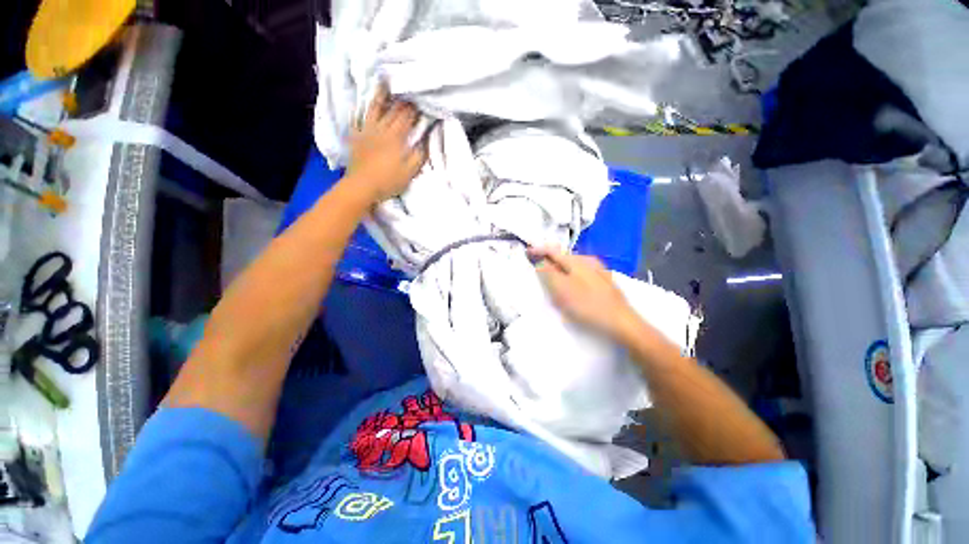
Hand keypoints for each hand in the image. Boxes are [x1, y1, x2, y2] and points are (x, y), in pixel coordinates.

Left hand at [346, 84, 427, 202]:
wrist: (362, 186)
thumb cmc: (389, 181)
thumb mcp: (409, 172)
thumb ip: (418, 155)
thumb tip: (425, 141)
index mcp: (395, 138)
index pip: (406, 118)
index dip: (414, 109)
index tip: (420, 101)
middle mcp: (381, 129)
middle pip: (392, 111)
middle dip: (402, 102)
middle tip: (408, 92)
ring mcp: (366, 132)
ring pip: (374, 110)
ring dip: (380, 97)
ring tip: (383, 85)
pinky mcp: (356, 137)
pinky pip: (357, 120)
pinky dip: (360, 111)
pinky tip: (361, 106)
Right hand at [529, 246, 633, 337]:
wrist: (621, 322)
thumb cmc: (587, 306)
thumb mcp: (562, 289)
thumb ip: (548, 272)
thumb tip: (539, 258)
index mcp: (577, 261)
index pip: (553, 251)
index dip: (539, 250)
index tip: (527, 252)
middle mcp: (589, 260)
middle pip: (563, 257)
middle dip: (549, 260)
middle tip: (538, 267)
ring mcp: (599, 270)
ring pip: (573, 265)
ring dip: (560, 268)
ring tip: (553, 278)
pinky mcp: (605, 281)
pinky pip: (582, 272)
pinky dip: (571, 275)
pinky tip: (572, 286)